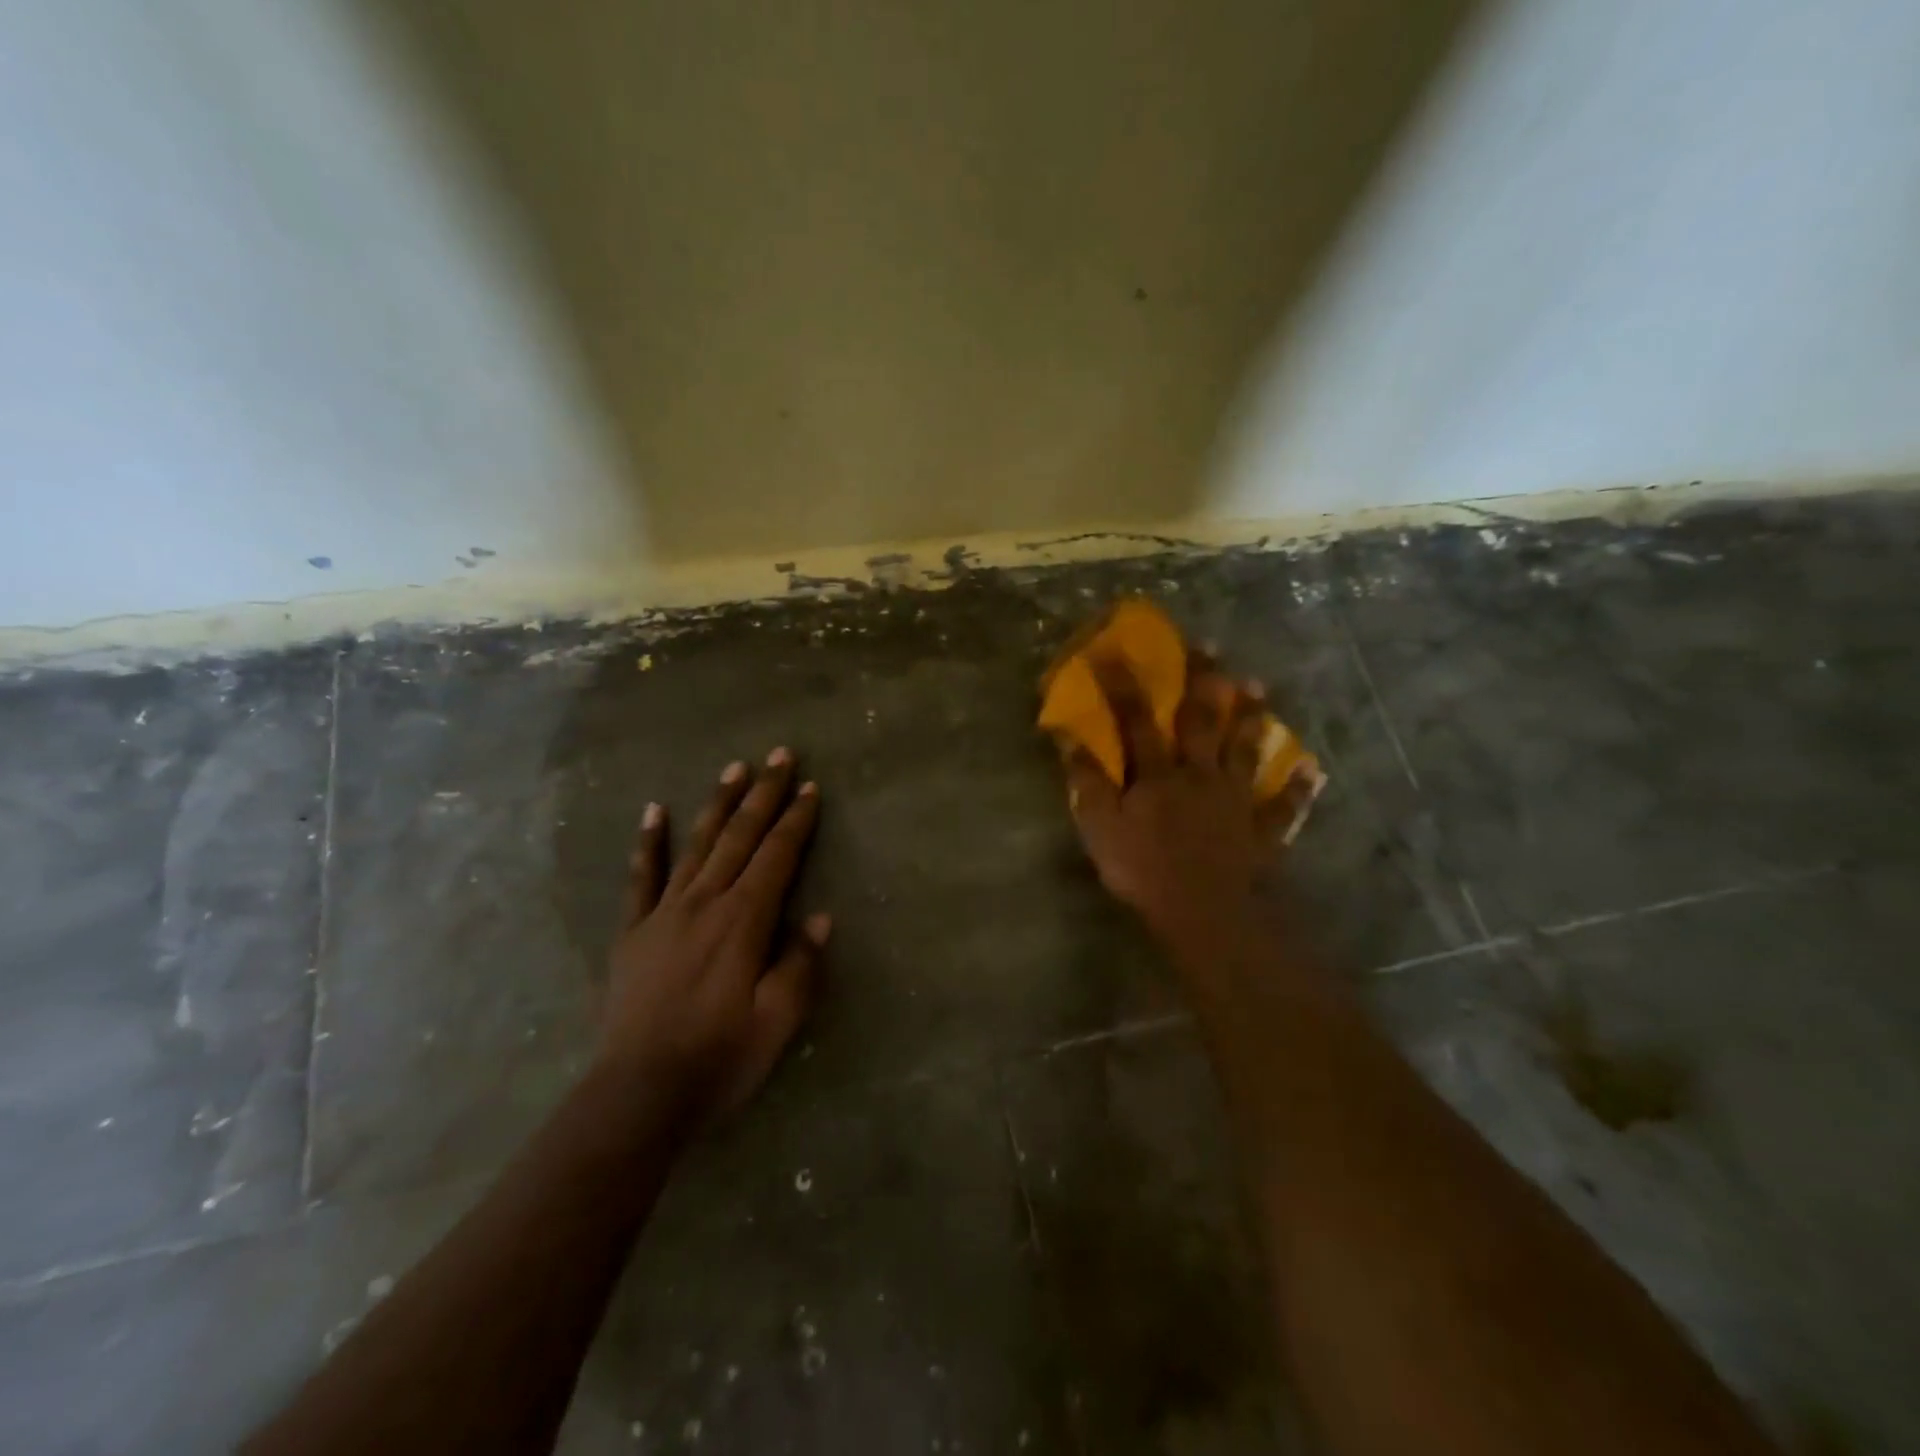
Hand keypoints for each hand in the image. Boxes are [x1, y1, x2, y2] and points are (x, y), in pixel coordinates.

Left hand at [598, 748, 828, 1122]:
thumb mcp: (778, 1020)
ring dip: (718, 804)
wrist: (639, 1095)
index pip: (776, 856)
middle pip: (740, 836)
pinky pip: (641, 877)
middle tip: (779, 755)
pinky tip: (655, 811)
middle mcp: (705, 902)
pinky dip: (649, 842)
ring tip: (733, 769)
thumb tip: (819, 917)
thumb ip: (799, 963)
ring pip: (697, 844)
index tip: (809, 788)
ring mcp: (664, 913)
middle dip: (763, 793)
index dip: (795, 820)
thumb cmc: (720, 1058)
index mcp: (744, 920)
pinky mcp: (633, 931)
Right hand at [1067, 659, 1269, 945]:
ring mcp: (1235, 800)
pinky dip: (1297, 789)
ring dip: (1251, 719)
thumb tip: (1069, 740)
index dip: (1126, 687)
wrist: (1205, 912)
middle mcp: (1200, 775)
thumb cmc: (1144, 870)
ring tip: (1259, 688)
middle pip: (1201, 722)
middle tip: (1210, 647)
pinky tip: (1310, 770)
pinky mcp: (1261, 830)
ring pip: (1245, 751)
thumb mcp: (1100, 828)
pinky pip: (1282, 805)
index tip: (1116, 652)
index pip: (1138, 721)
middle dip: (1202, 682)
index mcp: (1158, 774)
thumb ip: (1087, 783)